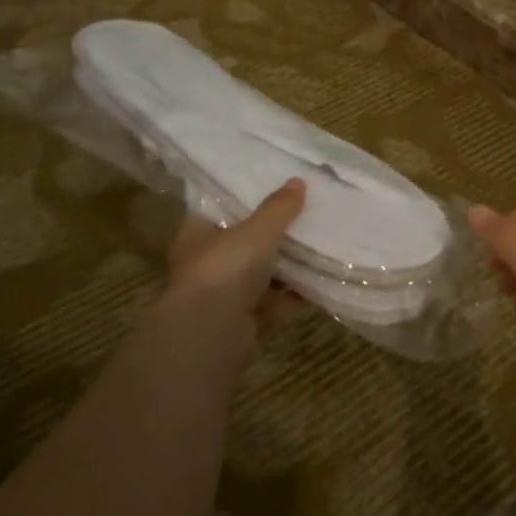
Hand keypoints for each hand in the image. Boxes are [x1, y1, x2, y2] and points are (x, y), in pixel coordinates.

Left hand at [161, 179, 306, 363]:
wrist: (212, 333)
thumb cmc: (225, 269)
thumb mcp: (257, 230)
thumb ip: (278, 208)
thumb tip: (298, 181)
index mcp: (197, 235)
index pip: (217, 209)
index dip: (241, 199)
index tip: (270, 188)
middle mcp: (206, 265)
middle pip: (242, 243)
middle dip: (270, 235)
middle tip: (302, 215)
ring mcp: (224, 296)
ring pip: (259, 275)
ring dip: (285, 267)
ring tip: (317, 245)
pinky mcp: (244, 322)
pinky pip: (273, 303)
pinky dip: (293, 295)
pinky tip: (318, 281)